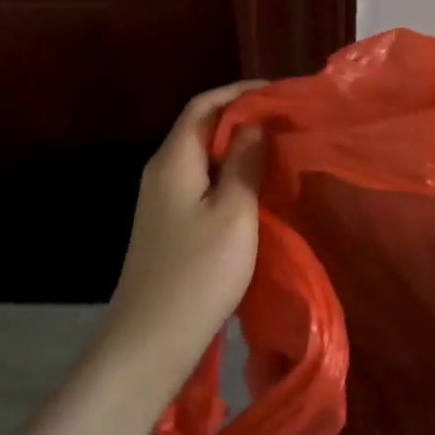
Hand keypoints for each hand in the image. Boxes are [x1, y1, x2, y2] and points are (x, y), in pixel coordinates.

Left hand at [98, 80, 267, 387]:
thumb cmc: (198, 273)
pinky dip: (228, 172)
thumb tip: (254, 124)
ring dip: (237, 145)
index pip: (205, 104)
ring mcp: (161, 199)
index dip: (241, 92)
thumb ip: (245, 162)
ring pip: (202, 155)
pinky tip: (253, 187)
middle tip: (285, 120)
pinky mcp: (167, 223)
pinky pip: (200, 180)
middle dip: (242, 116)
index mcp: (174, 158)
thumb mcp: (234, 212)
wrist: (149, 342)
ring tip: (277, 148)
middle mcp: (162, 170)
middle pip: (201, 126)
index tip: (280, 93)